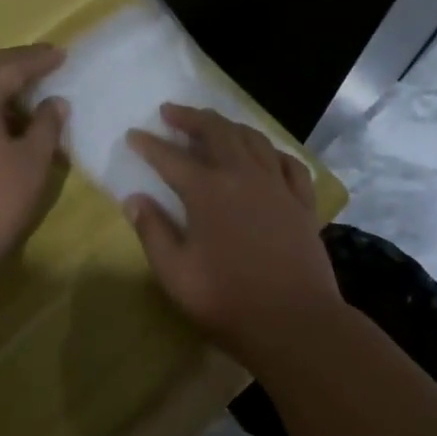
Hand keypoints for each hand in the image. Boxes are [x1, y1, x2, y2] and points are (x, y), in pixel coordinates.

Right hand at [126, 105, 342, 368]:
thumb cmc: (228, 301)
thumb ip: (152, 232)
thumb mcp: (176, 274)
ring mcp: (277, 186)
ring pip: (253, 139)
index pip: (170, 158)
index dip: (149, 144)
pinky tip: (264, 154)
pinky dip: (271, 151)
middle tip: (171, 112)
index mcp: (207, 192)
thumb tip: (134, 199)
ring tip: (213, 124)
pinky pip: (288, 162)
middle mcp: (243, 176)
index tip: (134, 134)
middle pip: (216, 131)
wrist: (295, 323)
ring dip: (229, 125)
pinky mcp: (302, 202)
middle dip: (190, 117)